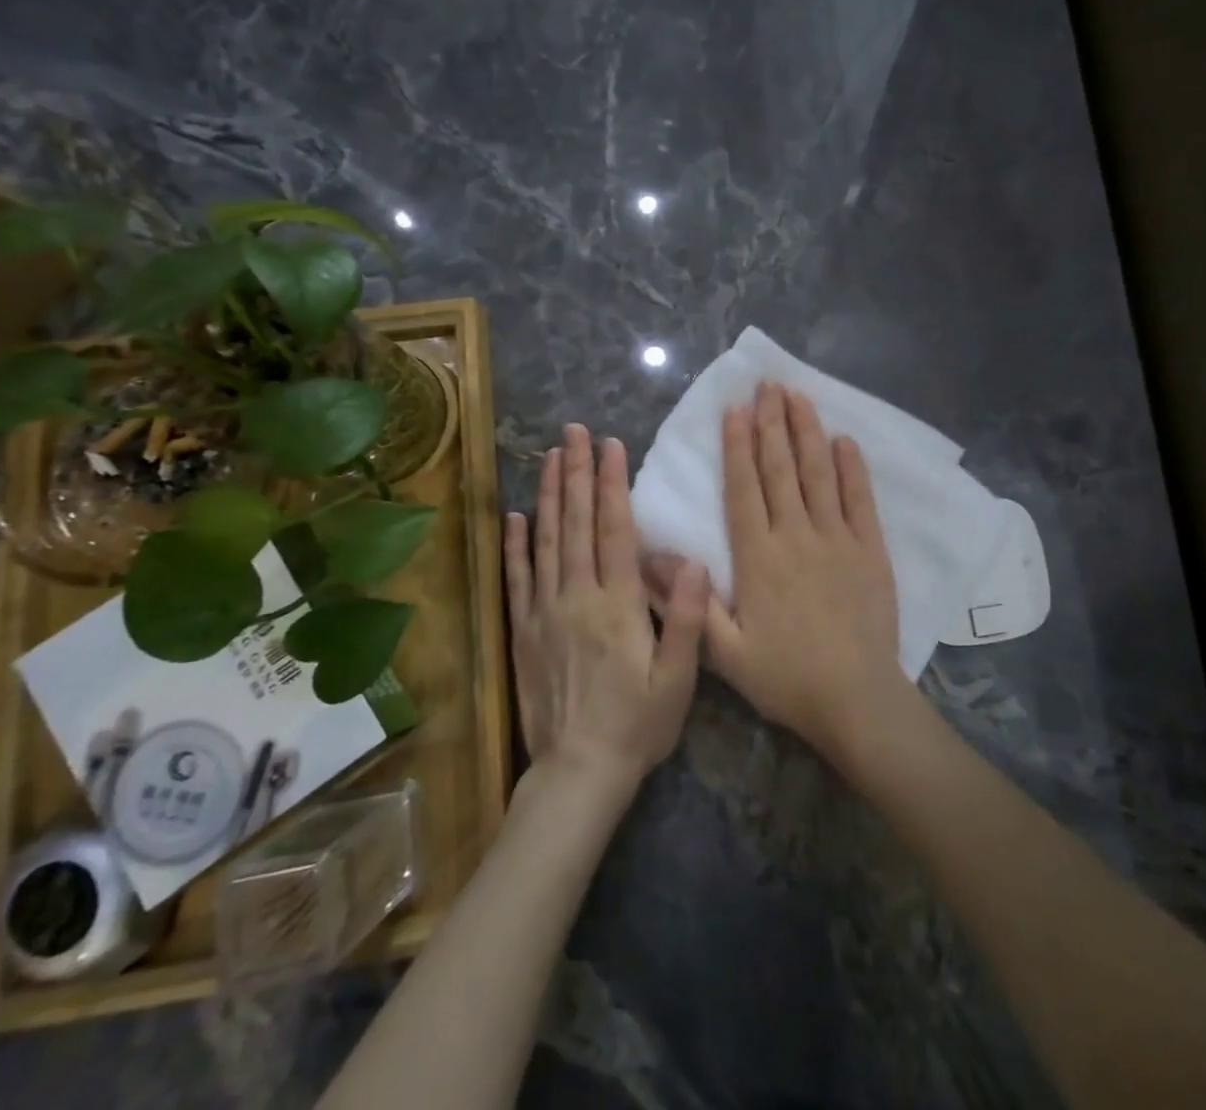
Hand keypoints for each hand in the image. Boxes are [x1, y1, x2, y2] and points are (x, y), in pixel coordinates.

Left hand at [505, 424, 704, 799]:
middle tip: (574, 432)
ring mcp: (544, 612)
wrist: (578, 773)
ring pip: (546, 542)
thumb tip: (690, 559)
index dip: (613, 484)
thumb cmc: (638, 724)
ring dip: (550, 496)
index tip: (611, 445)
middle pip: (577, 524)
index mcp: (618, 604)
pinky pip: (517, 580)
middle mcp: (577, 597)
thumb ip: (683, 617)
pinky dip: (516, 545)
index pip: (615, 530)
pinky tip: (517, 516)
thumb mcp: (678, 678)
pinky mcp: (522, 632)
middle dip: (578, 473)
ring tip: (550, 457)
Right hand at [696, 381, 904, 756]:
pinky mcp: (871, 549)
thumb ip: (688, 602)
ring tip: (798, 396)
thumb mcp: (724, 652)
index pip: (745, 489)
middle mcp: (796, 536)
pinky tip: (844, 440)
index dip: (739, 446)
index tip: (736, 409)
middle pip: (781, 469)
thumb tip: (650, 558)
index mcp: (758, 558)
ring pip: (819, 474)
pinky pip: (860, 499)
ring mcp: (838, 539)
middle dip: (772, 423)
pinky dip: (852, 468)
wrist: (855, 699)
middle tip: (767, 385)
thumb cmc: (785, 677)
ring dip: (807, 432)